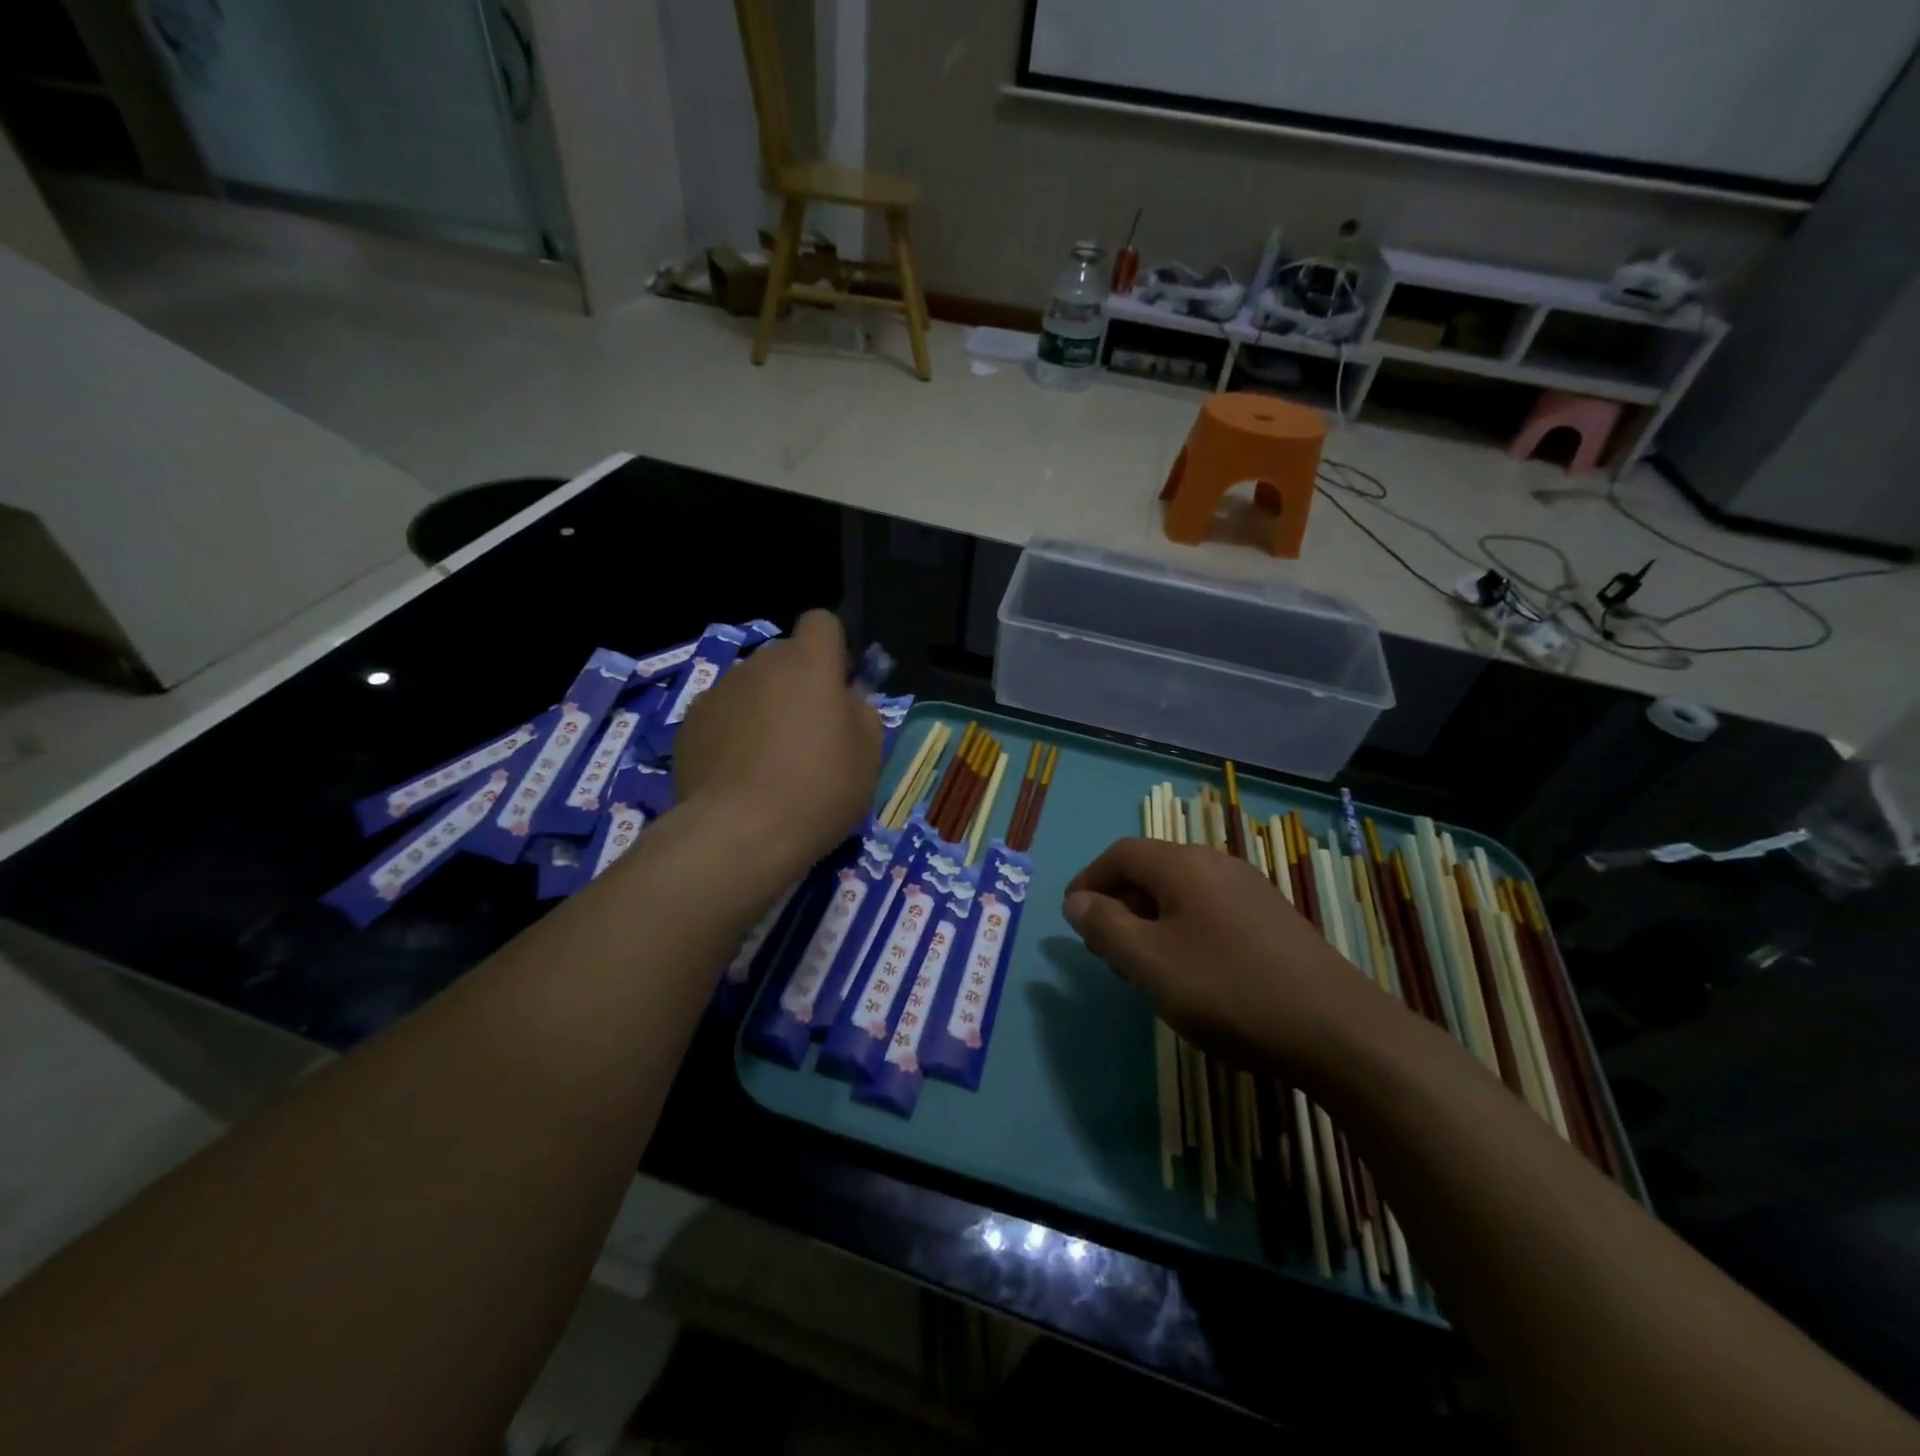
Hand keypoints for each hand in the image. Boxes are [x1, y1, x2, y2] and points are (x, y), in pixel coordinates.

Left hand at [674, 611, 881, 871]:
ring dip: (763, 709)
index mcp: (809, 663)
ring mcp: (718, 692)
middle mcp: (759, 665)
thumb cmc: (818, 790)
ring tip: (769, 763)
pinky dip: (732, 734)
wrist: (739, 834)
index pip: (822, 622)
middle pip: (784, 659)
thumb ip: (863, 713)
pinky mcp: (689, 724)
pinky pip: (722, 716)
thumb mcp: (868, 757)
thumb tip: (849, 698)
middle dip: (798, 684)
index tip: (839, 686)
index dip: (833, 648)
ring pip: (751, 688)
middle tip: (809, 736)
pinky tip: (738, 776)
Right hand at [1063, 837, 1394, 1075]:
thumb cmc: (1229, 990)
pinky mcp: (1272, 921)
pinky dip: (1182, 932)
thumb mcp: (1150, 962)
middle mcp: (1217, 864)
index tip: (1073, 920)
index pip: (1120, 854)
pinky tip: (1189, 975)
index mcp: (1184, 864)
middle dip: (1118, 906)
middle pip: (1150, 871)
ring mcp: (1250, 891)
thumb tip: (1076, 900)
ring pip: (1180, 894)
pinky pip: (1209, 912)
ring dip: (1149, 923)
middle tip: (1105, 954)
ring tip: (1143, 969)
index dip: (1089, 881)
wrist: (1339, 1032)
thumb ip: (1105, 926)